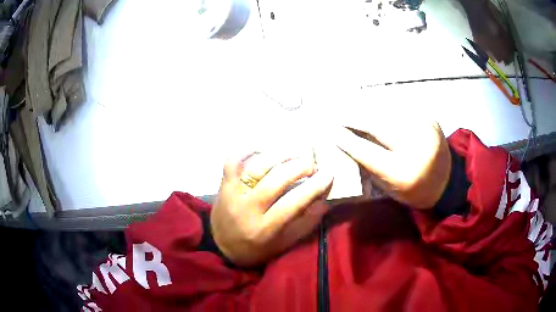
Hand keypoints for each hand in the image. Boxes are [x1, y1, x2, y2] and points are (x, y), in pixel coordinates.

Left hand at [211, 150, 333, 266]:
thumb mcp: (283, 244)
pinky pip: (232, 162)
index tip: (328, 174)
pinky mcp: (224, 185)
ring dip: (279, 156)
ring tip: (294, 154)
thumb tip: (324, 200)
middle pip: (276, 180)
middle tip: (312, 164)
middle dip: (299, 167)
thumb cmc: (255, 249)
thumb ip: (305, 224)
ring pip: (257, 167)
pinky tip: (262, 149)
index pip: (293, 203)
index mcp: (264, 229)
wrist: (221, 247)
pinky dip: (246, 151)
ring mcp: (233, 194)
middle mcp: (247, 209)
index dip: (314, 187)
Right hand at [333, 116, 450, 209]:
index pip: (367, 151)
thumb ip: (369, 166)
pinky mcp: (430, 119)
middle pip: (376, 125)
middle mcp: (415, 147)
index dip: (346, 140)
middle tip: (338, 114)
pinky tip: (375, 104)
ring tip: (352, 106)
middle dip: (354, 117)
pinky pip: (402, 107)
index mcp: (402, 173)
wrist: (446, 182)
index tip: (331, 132)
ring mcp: (424, 129)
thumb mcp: (390, 188)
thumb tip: (348, 144)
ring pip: (388, 111)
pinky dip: (385, 106)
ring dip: (367, 107)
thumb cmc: (414, 191)